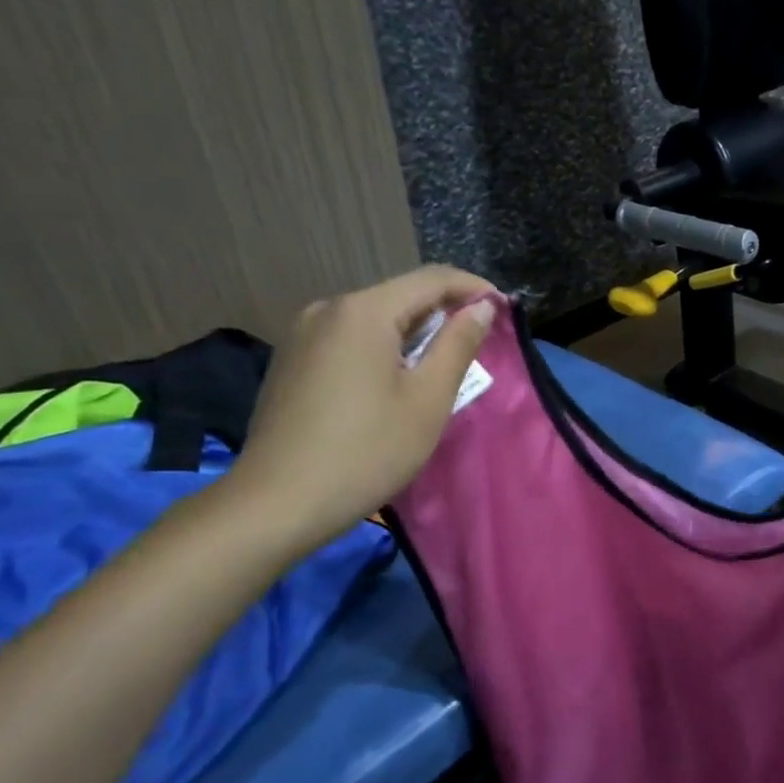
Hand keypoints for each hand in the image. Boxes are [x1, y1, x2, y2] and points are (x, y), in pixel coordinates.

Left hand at [228, 266, 496, 554]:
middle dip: (445, 313)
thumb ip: (458, 344)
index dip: (474, 289)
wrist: (277, 503)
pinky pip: (351, 338)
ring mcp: (303, 334)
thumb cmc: (367, 451)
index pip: (432, 279)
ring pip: (375, 318)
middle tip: (480, 344)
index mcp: (363, 311)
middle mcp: (328, 309)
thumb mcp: (428, 399)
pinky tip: (396, 381)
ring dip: (415, 333)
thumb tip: (482, 307)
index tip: (506, 310)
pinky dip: (385, 348)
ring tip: (443, 366)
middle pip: (401, 295)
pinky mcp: (293, 360)